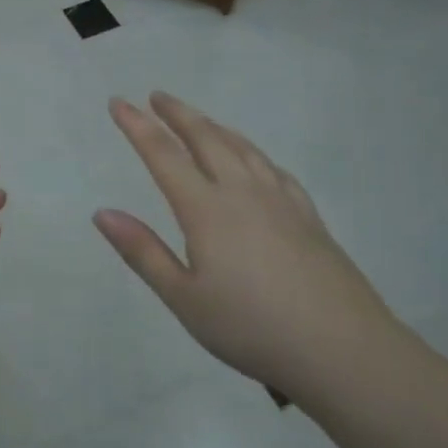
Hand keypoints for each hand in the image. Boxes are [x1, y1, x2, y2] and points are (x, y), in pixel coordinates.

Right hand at [93, 92, 397, 399]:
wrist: (345, 351)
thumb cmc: (252, 328)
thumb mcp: (184, 299)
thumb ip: (143, 252)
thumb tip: (102, 212)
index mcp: (206, 209)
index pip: (163, 154)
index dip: (137, 125)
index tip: (118, 102)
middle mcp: (242, 192)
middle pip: (205, 138)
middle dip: (177, 114)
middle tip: (157, 96)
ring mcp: (280, 200)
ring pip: (241, 147)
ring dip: (214, 126)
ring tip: (198, 118)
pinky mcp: (308, 216)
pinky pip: (273, 168)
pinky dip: (252, 151)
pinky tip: (253, 159)